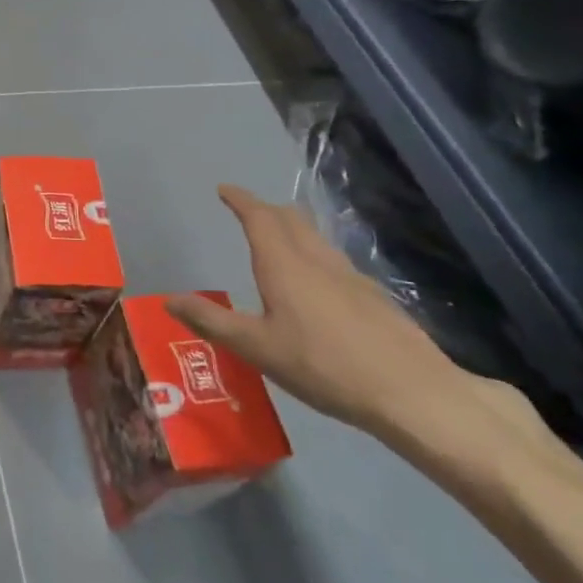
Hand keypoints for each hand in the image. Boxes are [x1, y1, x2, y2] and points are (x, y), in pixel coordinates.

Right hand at [167, 185, 531, 443]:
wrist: (413, 393)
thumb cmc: (324, 367)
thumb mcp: (257, 348)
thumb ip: (212, 322)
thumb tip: (169, 299)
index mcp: (284, 265)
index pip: (259, 217)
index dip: (240, 200)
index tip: (225, 189)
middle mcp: (317, 261)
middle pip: (291, 219)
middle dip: (266, 210)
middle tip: (248, 213)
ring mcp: (351, 277)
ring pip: (316, 239)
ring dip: (292, 230)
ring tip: (278, 245)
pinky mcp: (375, 298)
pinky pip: (334, 262)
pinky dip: (314, 257)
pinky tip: (318, 288)